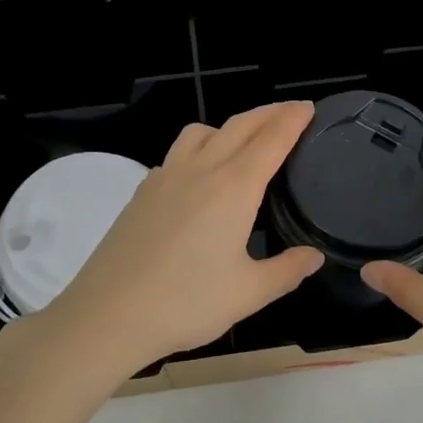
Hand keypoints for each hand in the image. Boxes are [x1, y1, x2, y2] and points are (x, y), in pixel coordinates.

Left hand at [21, 102, 323, 379]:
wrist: (108, 314)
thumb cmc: (186, 303)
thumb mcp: (249, 293)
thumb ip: (287, 270)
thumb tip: (313, 255)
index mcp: (233, 188)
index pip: (271, 140)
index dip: (293, 120)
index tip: (309, 108)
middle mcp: (200, 170)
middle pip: (239, 125)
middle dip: (268, 113)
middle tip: (290, 112)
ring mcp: (165, 177)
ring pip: (202, 132)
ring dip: (229, 126)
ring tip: (244, 142)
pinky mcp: (142, 191)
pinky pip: (177, 153)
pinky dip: (200, 148)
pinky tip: (201, 177)